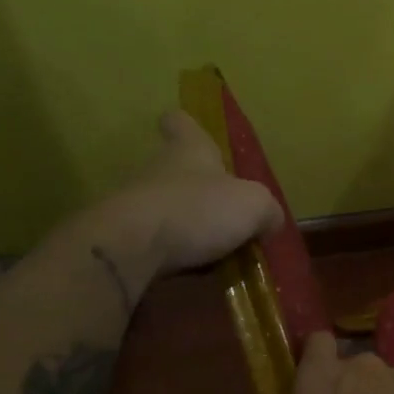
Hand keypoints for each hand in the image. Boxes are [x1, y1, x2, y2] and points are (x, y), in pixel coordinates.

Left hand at [85, 109, 283, 279]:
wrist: (130, 248)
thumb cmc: (197, 210)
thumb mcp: (253, 206)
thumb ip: (267, 210)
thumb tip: (270, 221)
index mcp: (189, 150)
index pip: (181, 122)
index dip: (188, 126)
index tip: (195, 134)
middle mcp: (158, 169)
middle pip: (176, 169)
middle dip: (199, 188)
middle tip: (226, 212)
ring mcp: (135, 203)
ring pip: (166, 207)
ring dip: (187, 225)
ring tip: (214, 251)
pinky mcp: (123, 238)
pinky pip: (154, 241)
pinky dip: (171, 253)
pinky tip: (192, 271)